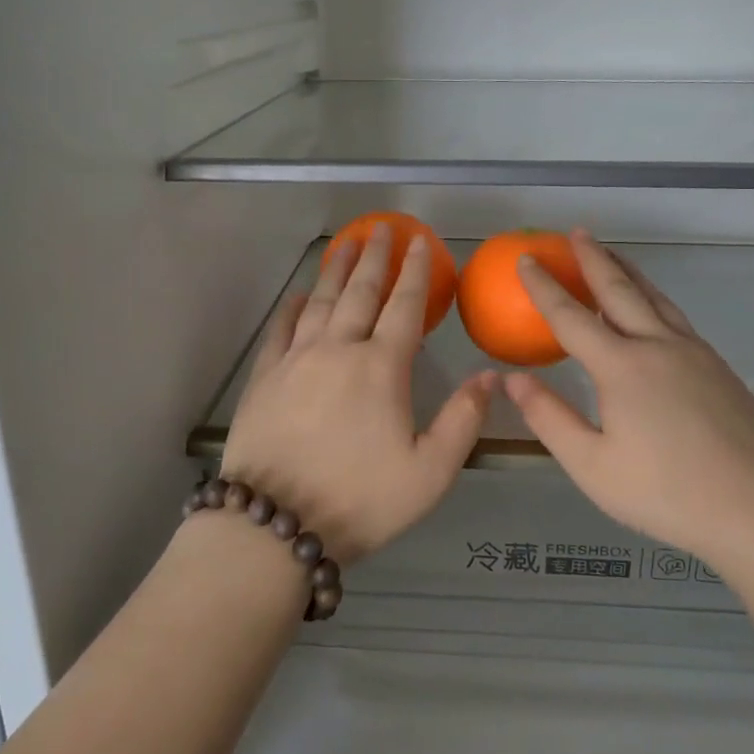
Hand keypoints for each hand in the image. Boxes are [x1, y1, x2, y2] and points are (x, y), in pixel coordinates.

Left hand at [221, 223, 497, 564]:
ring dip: (336, 269)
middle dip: (375, 256)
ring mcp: (296, 360)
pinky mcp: (264, 377)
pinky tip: (300, 295)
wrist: (274, 525)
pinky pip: (281, 329)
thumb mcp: (429, 473)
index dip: (415, 271)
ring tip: (346, 243)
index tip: (419, 241)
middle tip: (381, 228)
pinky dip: (293, 307)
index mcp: (381, 368)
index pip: (404, 306)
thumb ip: (462, 421)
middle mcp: (338, 350)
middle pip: (360, 291)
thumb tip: (489, 376)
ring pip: (321, 301)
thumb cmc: (360, 501)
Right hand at [504, 230, 753, 557]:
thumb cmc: (667, 494)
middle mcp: (658, 347)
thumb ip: (549, 417)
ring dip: (628, 272)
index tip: (526, 259)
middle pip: (620, 290)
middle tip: (577, 232)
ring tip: (612, 254)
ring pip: (655, 298)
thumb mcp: (592, 466)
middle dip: (594, 258)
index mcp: (622, 367)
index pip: (571, 316)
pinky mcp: (720, 369)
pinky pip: (676, 318)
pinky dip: (654, 298)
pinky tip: (653, 310)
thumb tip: (512, 379)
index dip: (544, 286)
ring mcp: (695, 354)